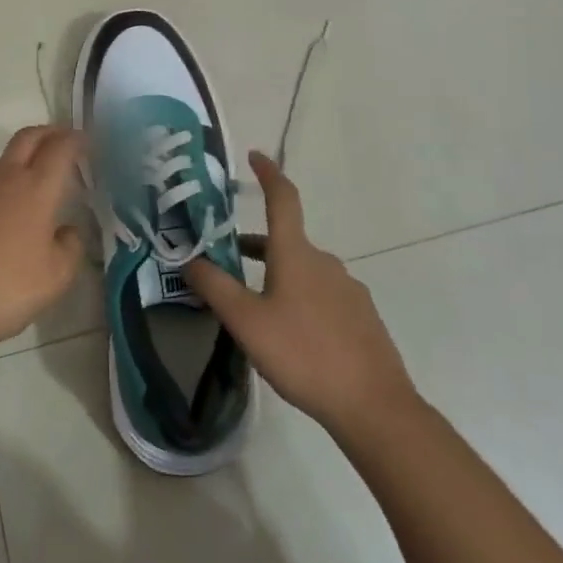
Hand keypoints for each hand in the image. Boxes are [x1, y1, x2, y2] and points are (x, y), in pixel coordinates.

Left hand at [0, 126, 86, 352]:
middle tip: (65, 140)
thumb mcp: (55, 277)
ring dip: (26, 154)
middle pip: (29, 137)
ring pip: (6, 156)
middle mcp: (7, 177)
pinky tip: (12, 205)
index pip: (60, 148)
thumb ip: (70, 248)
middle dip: (49, 132)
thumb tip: (67, 231)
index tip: (87, 141)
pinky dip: (7, 178)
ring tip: (40, 173)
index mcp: (36, 188)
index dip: (76, 140)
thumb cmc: (5, 286)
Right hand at [186, 152, 417, 438]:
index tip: (255, 156)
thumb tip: (188, 257)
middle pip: (288, 240)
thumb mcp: (246, 322)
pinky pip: (324, 296)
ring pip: (305, 270)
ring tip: (257, 308)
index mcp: (296, 253)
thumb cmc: (303, 354)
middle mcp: (325, 261)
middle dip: (258, 246)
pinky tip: (293, 335)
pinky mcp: (363, 317)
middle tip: (229, 260)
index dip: (268, 173)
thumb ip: (215, 287)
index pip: (283, 198)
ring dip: (278, 276)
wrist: (374, 407)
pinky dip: (301, 299)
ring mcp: (348, 289)